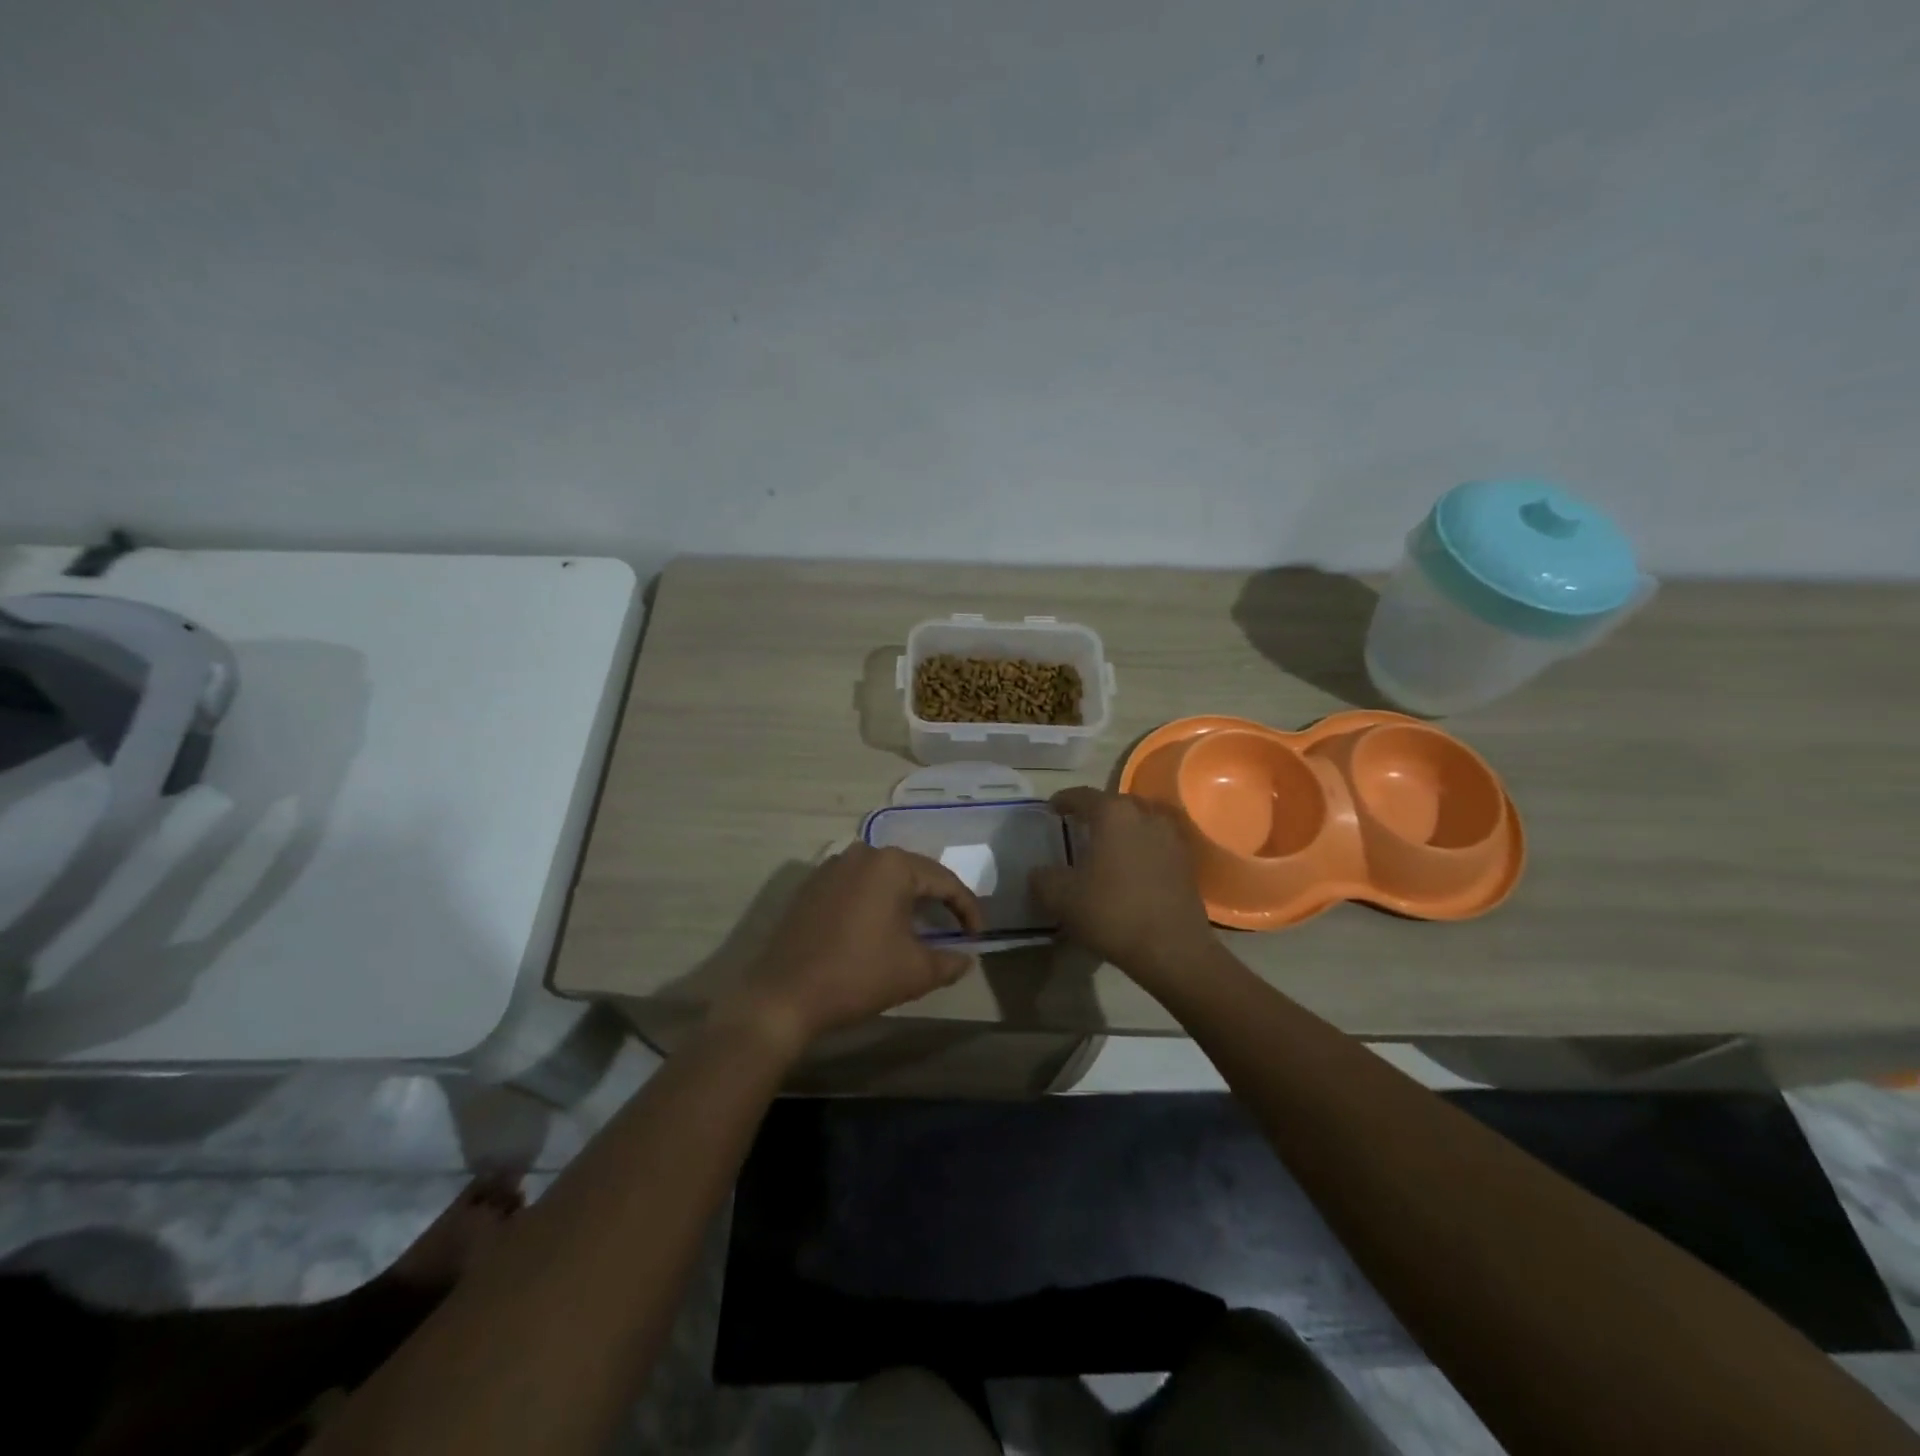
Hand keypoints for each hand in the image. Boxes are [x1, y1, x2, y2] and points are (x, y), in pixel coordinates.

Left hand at [721, 844, 983, 1053]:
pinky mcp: (812, 885)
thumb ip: (949, 961)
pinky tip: (880, 927)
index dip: (967, 909)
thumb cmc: (857, 976)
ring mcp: (833, 866)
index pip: (945, 881)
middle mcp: (863, 853)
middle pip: (914, 873)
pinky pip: (857, 885)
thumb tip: (966, 958)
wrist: (784, 996)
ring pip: (884, 878)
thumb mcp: (915, 971)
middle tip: (954, 929)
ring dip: (906, 899)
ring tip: (920, 927)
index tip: (977, 937)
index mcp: (892, 865)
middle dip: (938, 900)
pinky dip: (876, 902)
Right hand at [1032, 787, 1214, 987]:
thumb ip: (1043, 878)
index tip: (1051, 808)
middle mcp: (1144, 815)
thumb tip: (1040, 872)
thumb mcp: (1061, 898)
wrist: (1171, 948)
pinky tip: (1129, 869)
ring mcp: (1170, 837)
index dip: (1063, 800)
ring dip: (1121, 830)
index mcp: (1112, 814)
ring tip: (1105, 848)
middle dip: (1095, 813)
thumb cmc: (1112, 912)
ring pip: (1138, 822)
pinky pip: (1155, 844)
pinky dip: (1139, 848)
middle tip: (1078, 827)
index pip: (1082, 795)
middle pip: (1114, 804)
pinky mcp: (1185, 861)